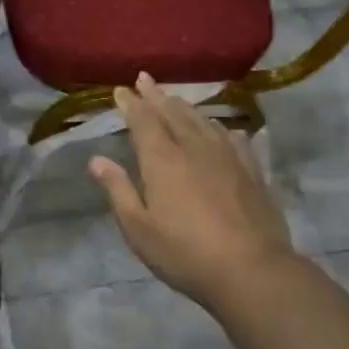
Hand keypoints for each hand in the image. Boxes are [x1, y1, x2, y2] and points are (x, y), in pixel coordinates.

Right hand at [91, 73, 299, 311]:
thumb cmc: (185, 254)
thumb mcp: (139, 229)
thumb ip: (118, 190)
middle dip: (156, 96)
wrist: (251, 270)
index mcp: (162, 161)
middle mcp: (194, 148)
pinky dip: (220, 127)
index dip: (131, 104)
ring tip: (175, 99)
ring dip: (185, 107)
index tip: (121, 90)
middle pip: (173, 113)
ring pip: (203, 121)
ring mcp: (227, 157)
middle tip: (145, 79)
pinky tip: (221, 128)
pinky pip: (232, 138)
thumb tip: (97, 160)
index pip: (143, 122)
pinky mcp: (252, 170)